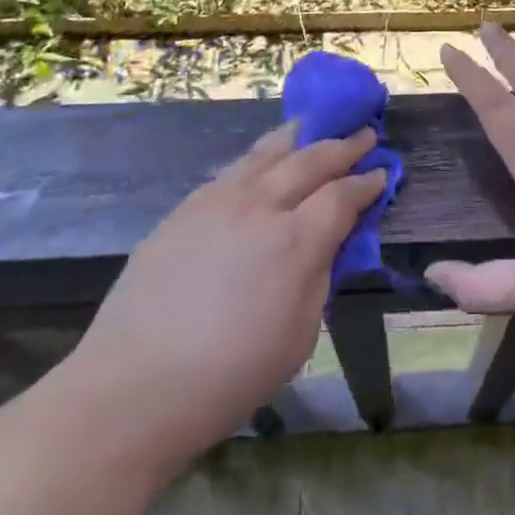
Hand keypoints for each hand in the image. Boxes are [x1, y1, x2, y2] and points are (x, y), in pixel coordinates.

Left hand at [65, 122, 385, 460]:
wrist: (132, 388)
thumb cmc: (228, 376)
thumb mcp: (299, 337)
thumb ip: (319, 278)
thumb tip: (328, 242)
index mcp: (295, 242)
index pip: (342, 196)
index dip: (366, 183)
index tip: (382, 172)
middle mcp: (260, 207)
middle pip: (310, 160)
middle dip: (342, 146)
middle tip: (363, 134)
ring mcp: (218, 201)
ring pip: (267, 153)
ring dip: (298, 137)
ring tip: (314, 126)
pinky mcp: (185, 208)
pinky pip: (233, 170)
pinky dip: (259, 158)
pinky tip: (263, 162)